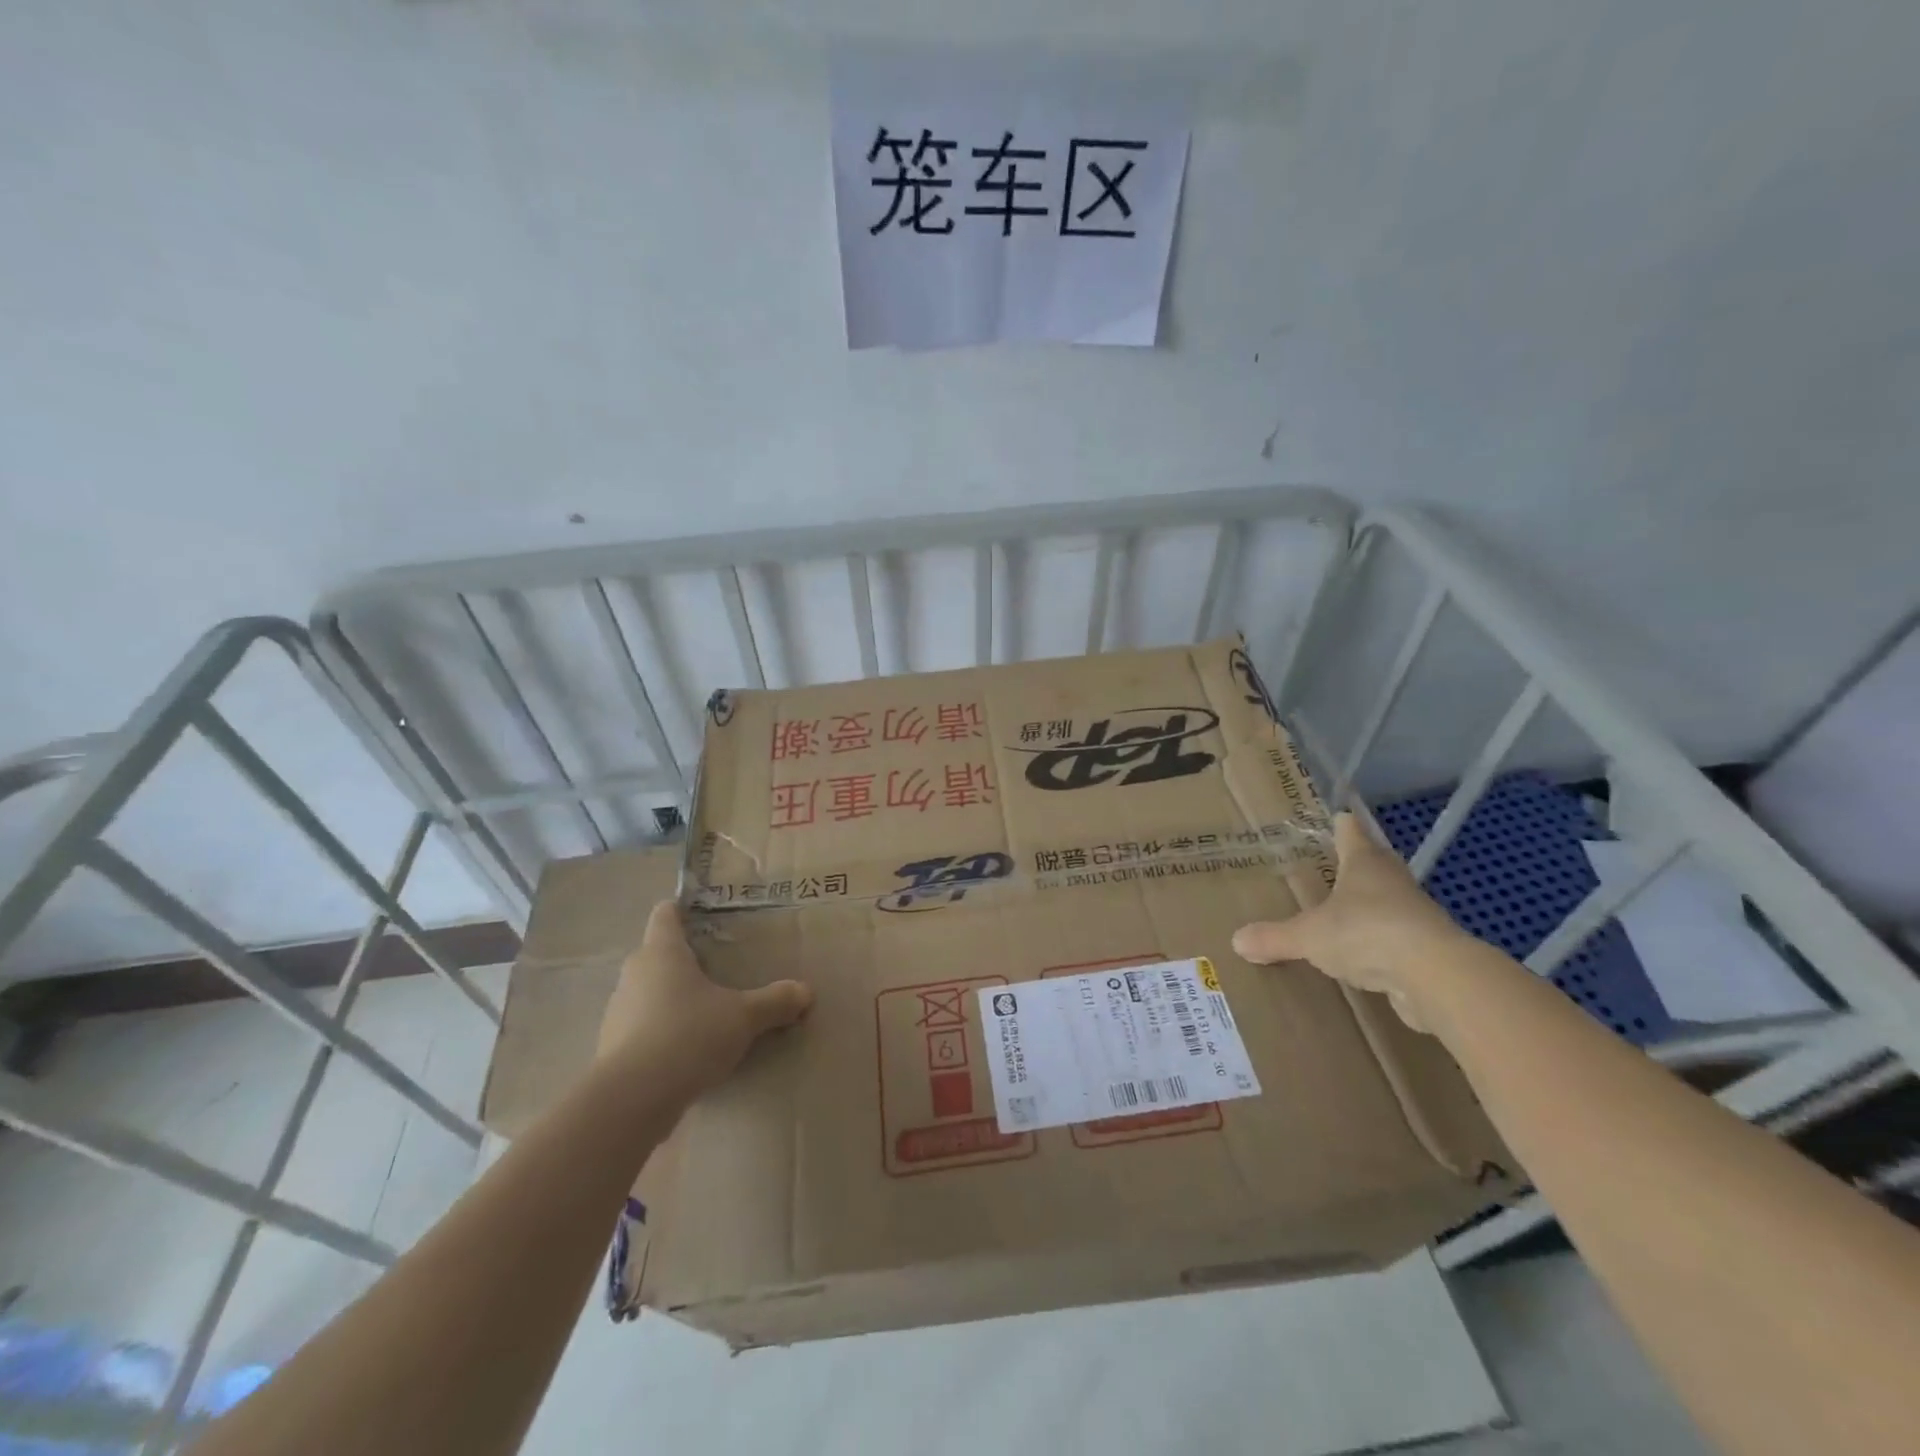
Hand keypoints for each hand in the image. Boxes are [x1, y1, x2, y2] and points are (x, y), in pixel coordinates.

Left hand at [595, 902, 812, 1095]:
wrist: (631, 1100)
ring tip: (705, 1013)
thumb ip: (775, 1001)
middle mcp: (634, 974)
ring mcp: (617, 1012)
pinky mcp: (611, 1048)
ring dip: (672, 999)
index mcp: (662, 952)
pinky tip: (686, 1052)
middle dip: (685, 960)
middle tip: (719, 969)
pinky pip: (641, 1028)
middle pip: (657, 954)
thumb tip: (806, 991)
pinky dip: (661, 1033)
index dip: (682, 910)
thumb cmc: (688, 1036)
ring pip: (648, 993)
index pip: (665, 914)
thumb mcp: (743, 1018)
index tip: (705, 917)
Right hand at [1232, 812, 1470, 1031]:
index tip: (1336, 817)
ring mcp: (1415, 914)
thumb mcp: (1309, 936)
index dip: (1341, 825)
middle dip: (1356, 863)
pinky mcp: (1427, 948)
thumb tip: (1237, 940)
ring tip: (1342, 913)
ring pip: (1387, 900)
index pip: (1351, 832)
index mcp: (1364, 863)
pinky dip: (1380, 942)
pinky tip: (1364, 956)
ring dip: (1370, 904)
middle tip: (1331, 865)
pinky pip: (1396, 937)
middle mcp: (1392, 881)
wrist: (1437, 976)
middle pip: (1374, 862)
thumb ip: (1274, 937)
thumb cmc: (1367, 933)